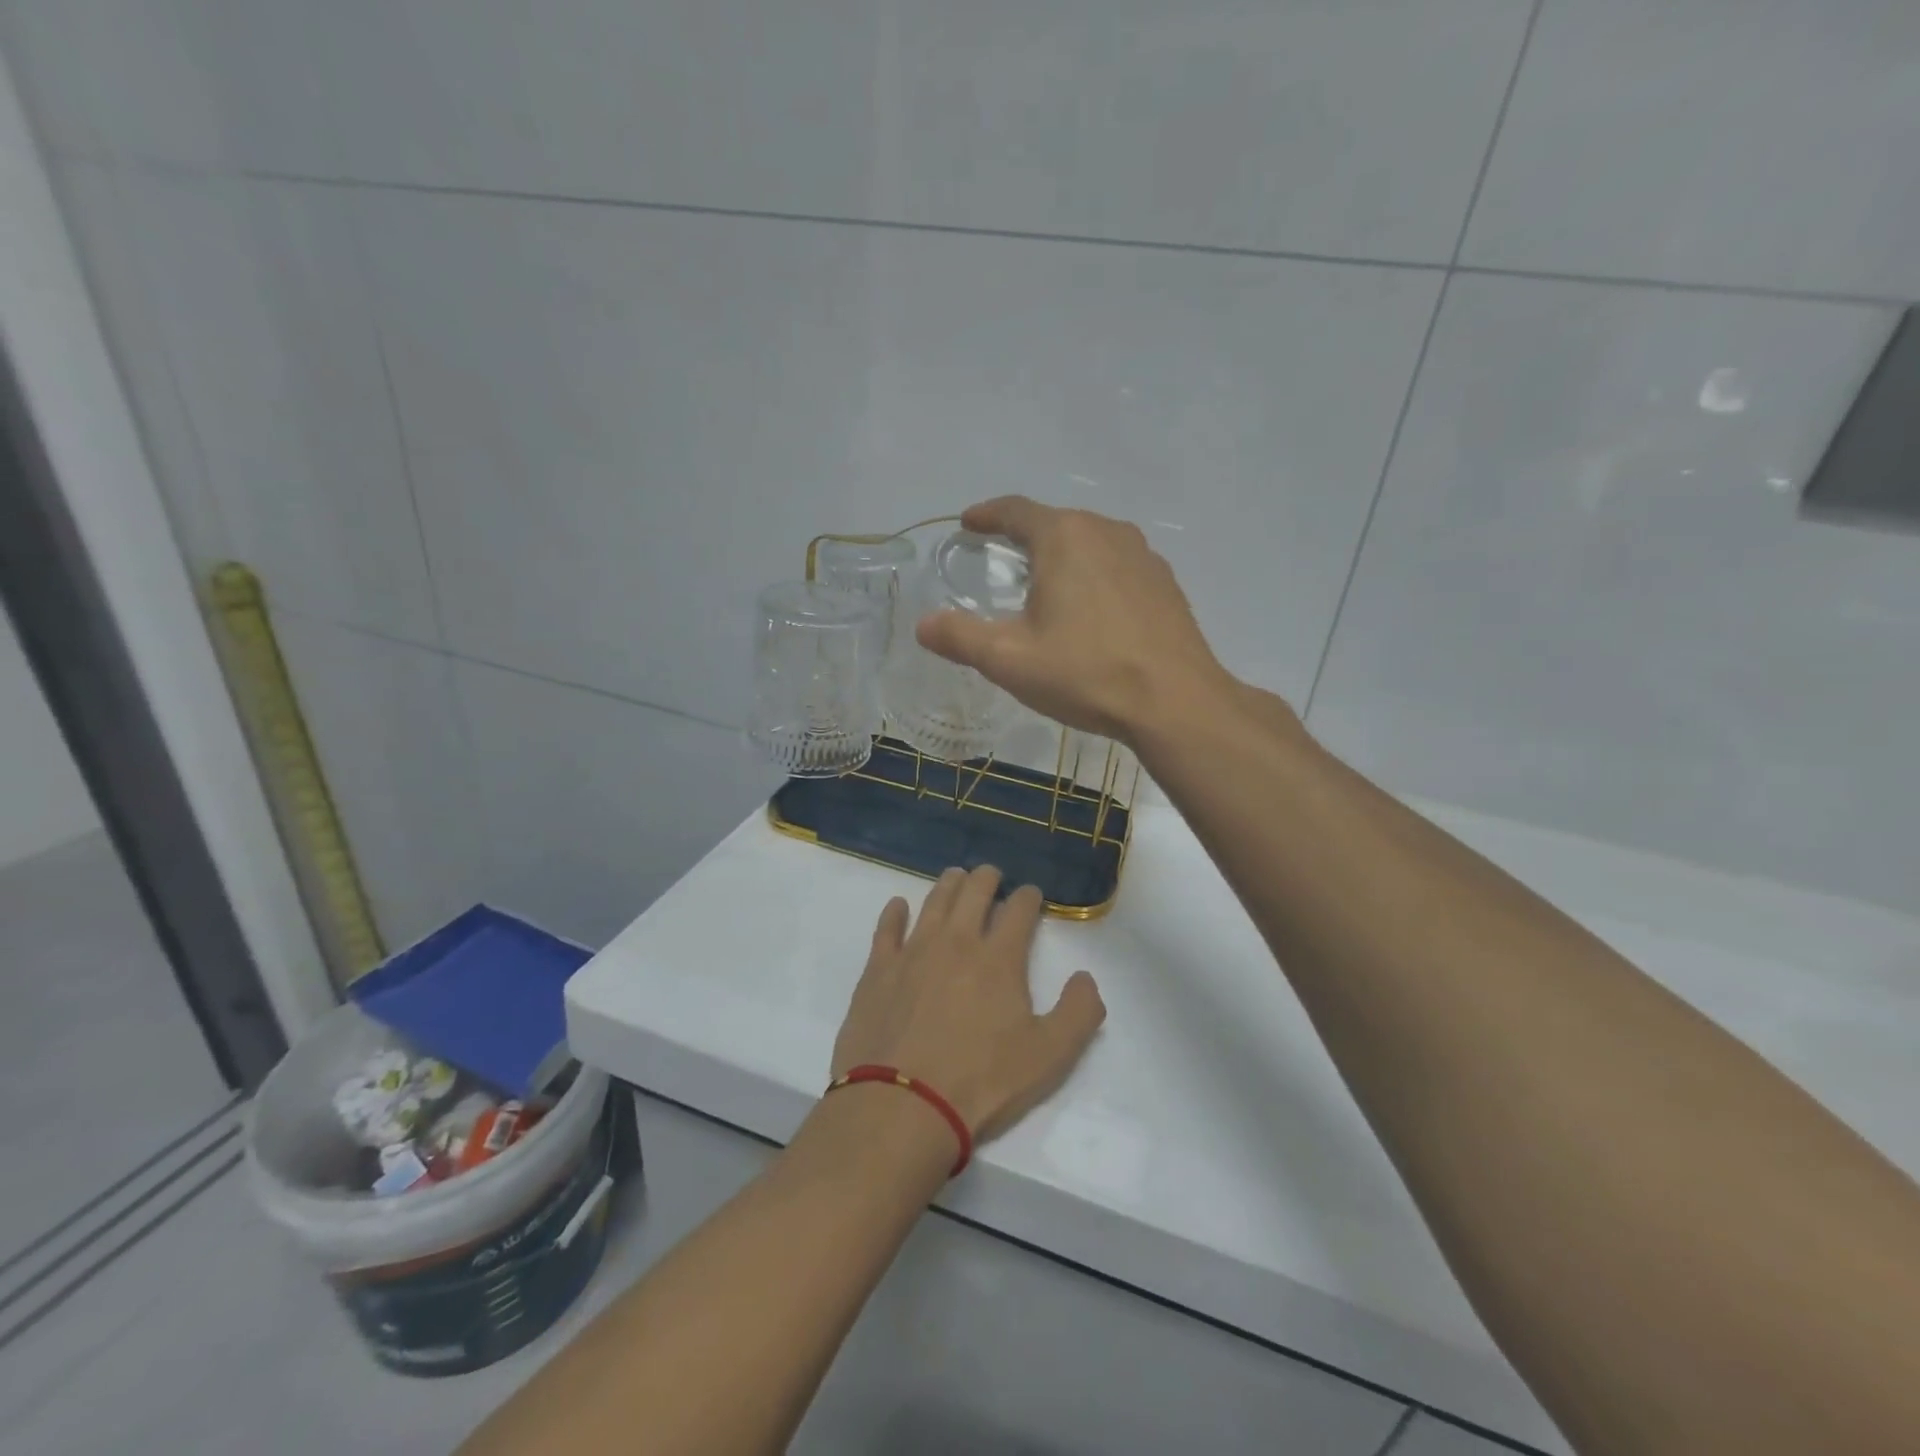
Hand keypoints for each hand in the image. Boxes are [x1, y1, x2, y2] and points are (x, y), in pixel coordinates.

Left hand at [831, 866, 1105, 1143]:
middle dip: (988, 878)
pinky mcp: (879, 970)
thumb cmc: (981, 1082)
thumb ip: (1078, 1013)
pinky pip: (887, 928)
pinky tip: (898, 906)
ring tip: (956, 877)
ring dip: (949, 885)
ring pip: (934, 902)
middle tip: (993, 875)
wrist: (903, 1105)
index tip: (1032, 895)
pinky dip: (895, 912)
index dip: (1029, 897)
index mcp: (999, 959)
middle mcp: (956, 942)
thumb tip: (1086, 977)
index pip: (1019, 910)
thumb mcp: (1049, 1057)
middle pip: (974, 892)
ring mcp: (913, 952)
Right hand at [916, 496, 1233, 742]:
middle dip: (1025, 538)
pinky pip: (1118, 567)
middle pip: (1055, 524)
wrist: (1176, 702)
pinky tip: (1092, 613)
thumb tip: (923, 624)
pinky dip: (1094, 578)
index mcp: (1064, 537)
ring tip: (1046, 588)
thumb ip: (960, 637)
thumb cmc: (1086, 673)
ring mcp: (1143, 555)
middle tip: (1003, 562)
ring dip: (1063, 558)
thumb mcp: (1009, 660)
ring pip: (1090, 544)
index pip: (1015, 510)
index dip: (987, 515)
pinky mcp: (1165, 583)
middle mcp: (1106, 532)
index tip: (969, 523)